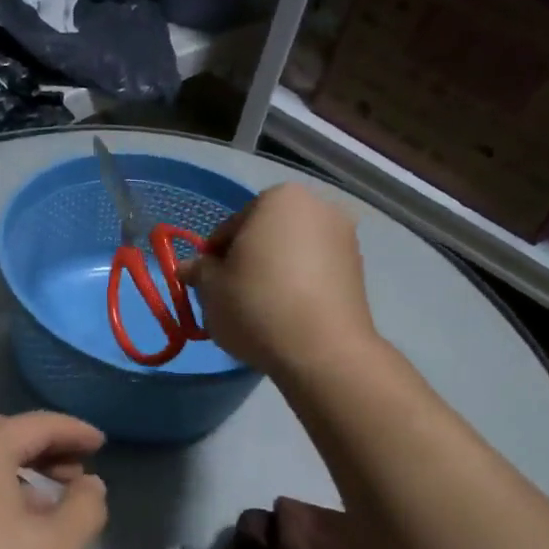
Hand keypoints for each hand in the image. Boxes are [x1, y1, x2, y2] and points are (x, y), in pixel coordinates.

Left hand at [0, 412, 107, 548]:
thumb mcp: (59, 547)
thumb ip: (85, 505)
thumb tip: (88, 483)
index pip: (36, 425)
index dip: (74, 431)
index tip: (102, 443)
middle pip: (1, 436)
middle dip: (43, 448)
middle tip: (76, 471)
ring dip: (15, 471)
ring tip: (47, 504)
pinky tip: (6, 528)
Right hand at [179, 183, 376, 375]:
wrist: (322, 350)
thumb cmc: (257, 305)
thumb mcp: (211, 289)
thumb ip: (198, 271)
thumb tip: (189, 268)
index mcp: (279, 198)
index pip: (231, 226)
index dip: (213, 257)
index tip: (207, 285)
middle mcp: (318, 207)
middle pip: (265, 235)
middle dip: (247, 261)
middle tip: (231, 297)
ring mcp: (344, 238)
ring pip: (291, 254)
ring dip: (273, 274)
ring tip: (259, 311)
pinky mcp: (358, 270)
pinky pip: (314, 273)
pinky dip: (298, 287)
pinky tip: (285, 316)